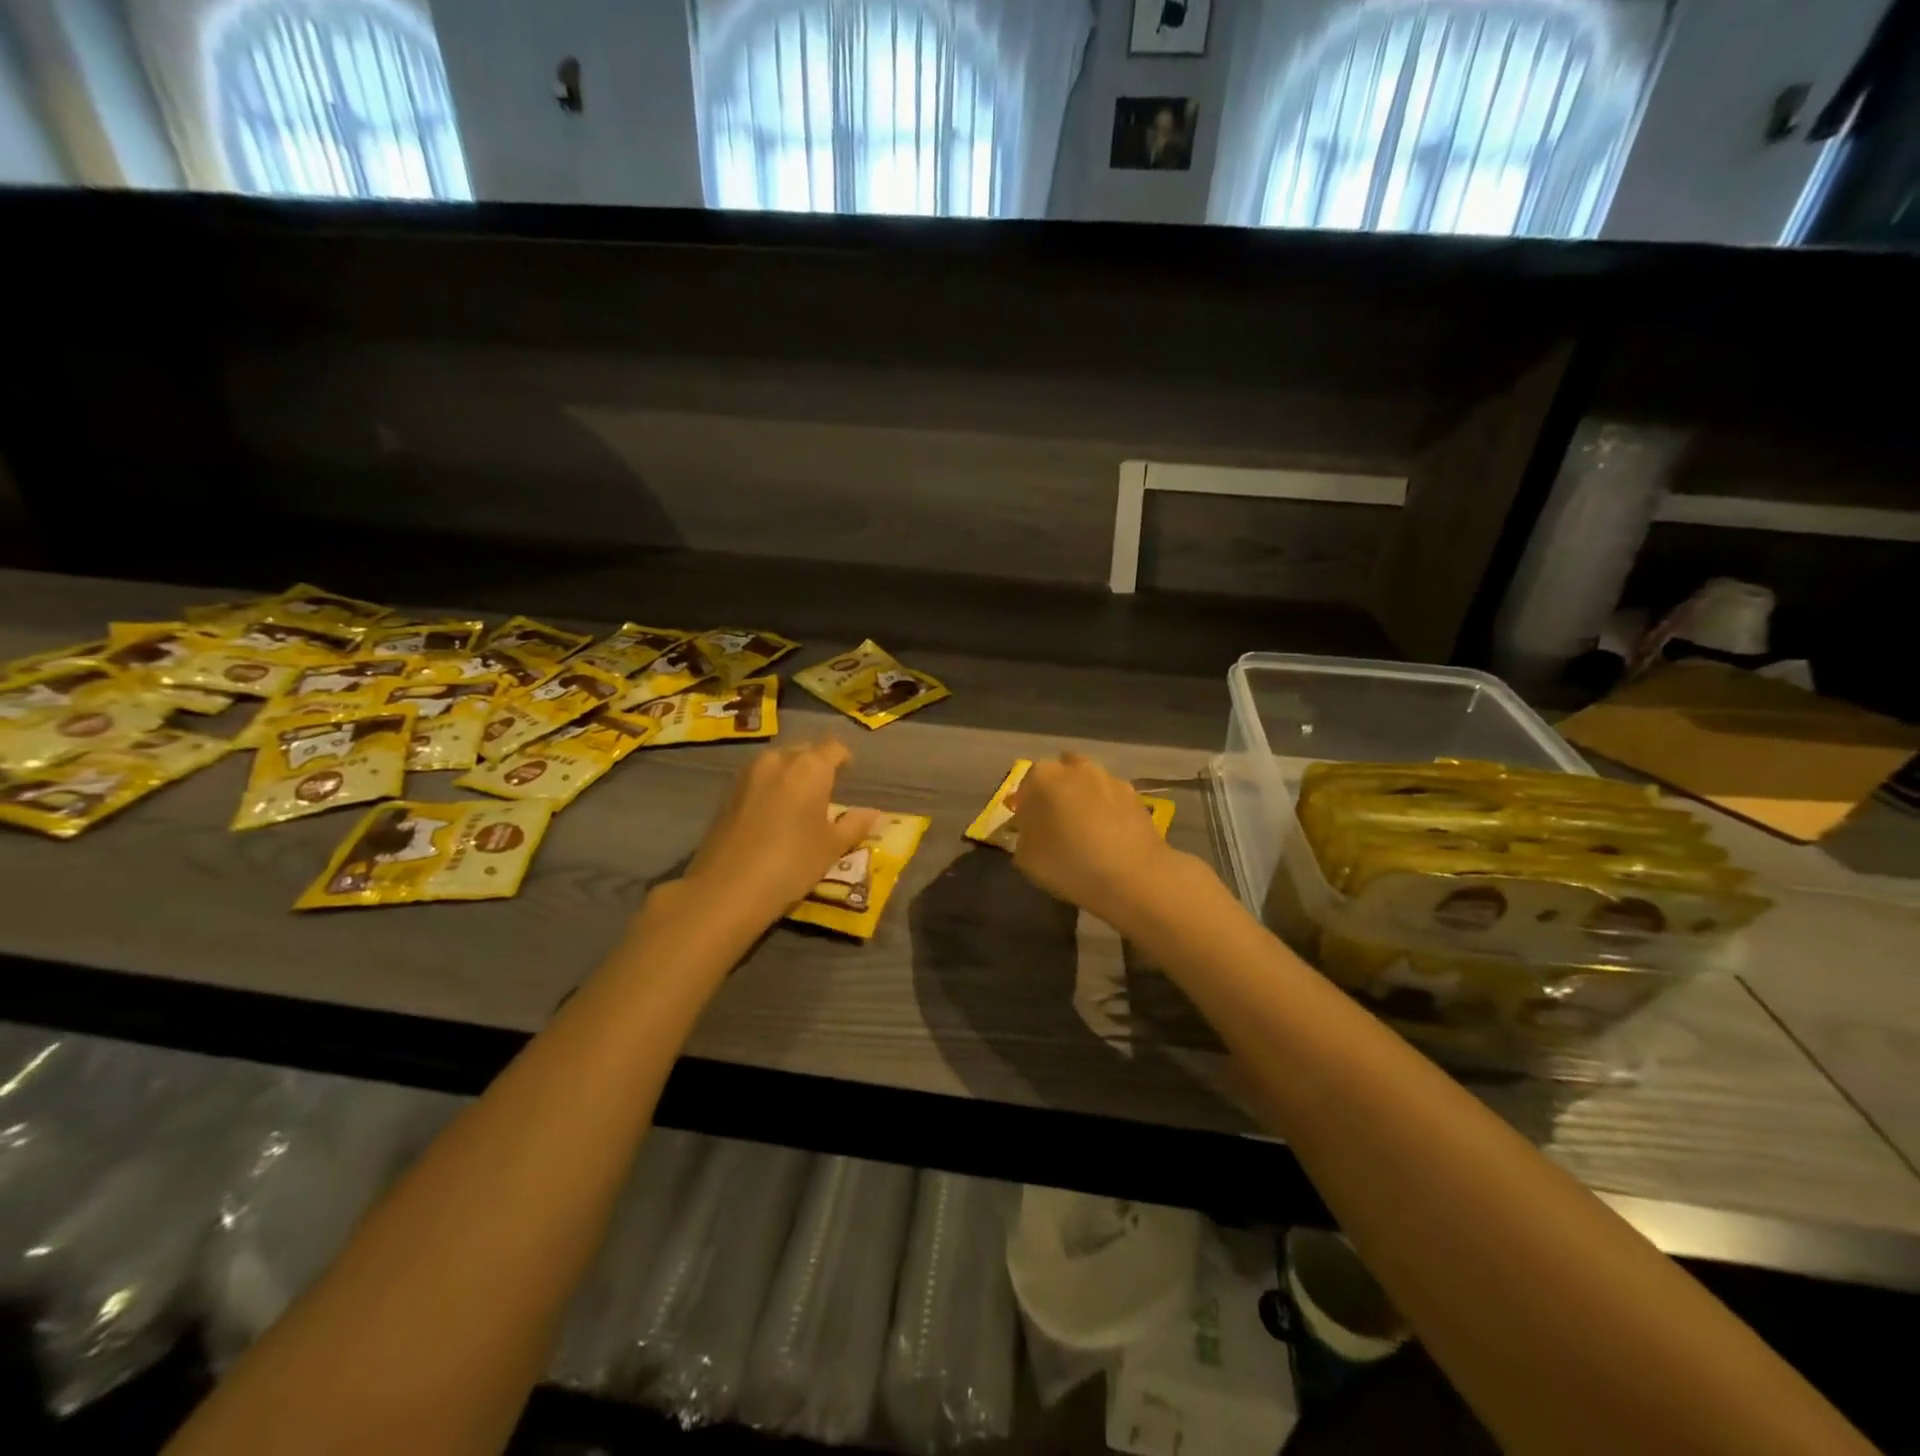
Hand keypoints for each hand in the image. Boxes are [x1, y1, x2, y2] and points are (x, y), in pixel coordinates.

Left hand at [680, 740, 881, 928]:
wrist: (726, 889)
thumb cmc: (791, 864)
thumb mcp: (831, 848)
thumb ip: (855, 825)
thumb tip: (873, 813)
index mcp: (810, 767)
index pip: (834, 748)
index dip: (844, 758)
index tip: (849, 774)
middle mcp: (778, 760)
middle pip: (804, 751)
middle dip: (816, 765)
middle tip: (826, 791)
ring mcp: (748, 775)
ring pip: (778, 763)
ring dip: (791, 775)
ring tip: (799, 803)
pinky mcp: (727, 793)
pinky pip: (758, 780)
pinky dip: (771, 789)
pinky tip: (773, 815)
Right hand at [1008, 753, 1179, 925]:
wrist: (1132, 876)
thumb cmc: (1068, 864)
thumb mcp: (1026, 859)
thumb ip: (1024, 838)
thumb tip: (1032, 833)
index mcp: (1042, 777)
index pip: (1027, 785)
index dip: (1027, 806)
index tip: (1030, 828)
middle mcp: (1075, 768)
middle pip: (1060, 775)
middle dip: (1057, 793)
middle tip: (1057, 824)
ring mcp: (1109, 778)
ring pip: (1089, 784)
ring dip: (1085, 800)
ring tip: (1088, 832)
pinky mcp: (1136, 795)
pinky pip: (1113, 800)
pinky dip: (1109, 812)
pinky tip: (1111, 838)